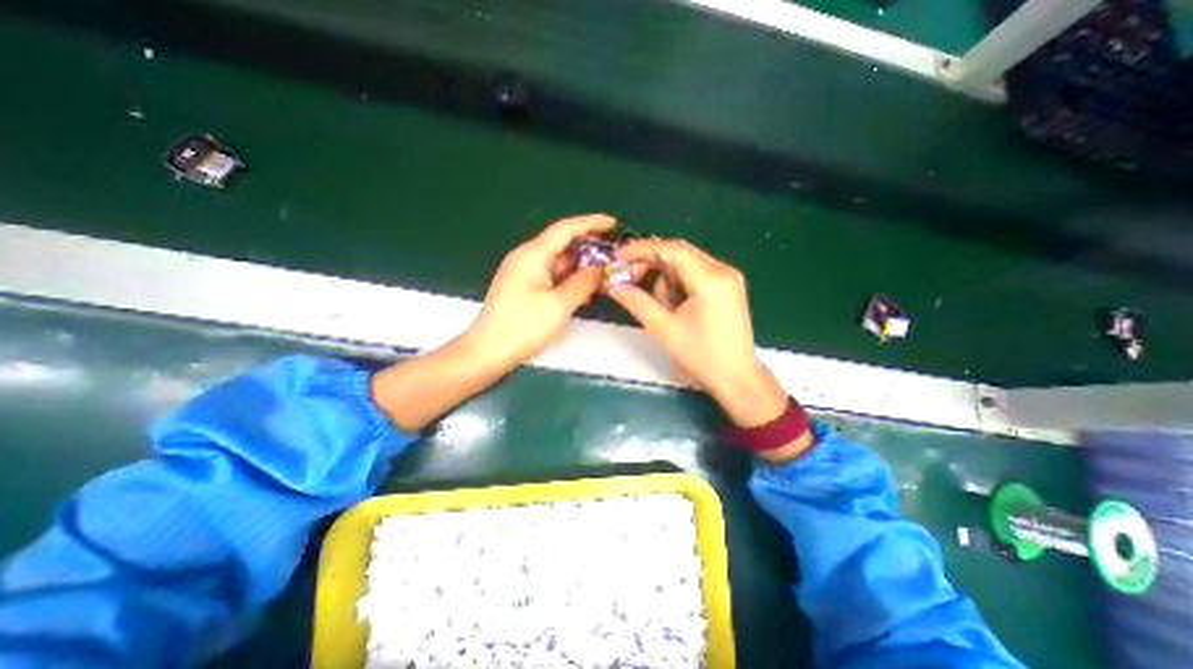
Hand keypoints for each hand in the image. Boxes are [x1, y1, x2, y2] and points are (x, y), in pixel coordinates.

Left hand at [465, 215, 614, 368]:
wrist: (488, 350)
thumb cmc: (522, 327)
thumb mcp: (559, 305)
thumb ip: (583, 283)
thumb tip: (601, 268)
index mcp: (533, 255)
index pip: (566, 229)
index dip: (591, 223)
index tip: (613, 224)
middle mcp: (527, 258)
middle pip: (562, 244)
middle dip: (589, 247)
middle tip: (613, 255)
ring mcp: (524, 273)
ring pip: (559, 261)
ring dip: (581, 266)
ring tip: (604, 274)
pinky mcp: (524, 287)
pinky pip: (552, 276)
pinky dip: (569, 279)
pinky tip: (585, 291)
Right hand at [610, 240, 789, 426]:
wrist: (736, 378)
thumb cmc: (701, 357)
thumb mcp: (663, 329)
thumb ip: (636, 302)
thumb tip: (613, 285)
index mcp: (710, 279)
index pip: (670, 249)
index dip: (640, 249)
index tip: (617, 257)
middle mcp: (722, 270)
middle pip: (678, 253)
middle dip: (650, 264)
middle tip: (629, 281)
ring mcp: (728, 277)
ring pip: (685, 264)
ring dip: (665, 280)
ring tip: (663, 309)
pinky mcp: (728, 286)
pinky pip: (695, 274)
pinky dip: (678, 285)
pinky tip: (676, 307)